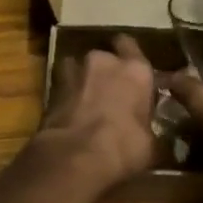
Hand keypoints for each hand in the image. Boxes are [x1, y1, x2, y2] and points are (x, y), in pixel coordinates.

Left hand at [38, 35, 156, 191]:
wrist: (77, 157)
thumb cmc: (126, 146)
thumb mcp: (151, 144)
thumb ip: (149, 127)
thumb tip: (148, 134)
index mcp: (136, 70)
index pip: (131, 46)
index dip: (130, 56)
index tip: (132, 71)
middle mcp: (104, 62)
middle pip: (104, 56)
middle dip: (105, 70)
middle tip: (110, 90)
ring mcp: (74, 72)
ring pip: (78, 67)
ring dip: (83, 80)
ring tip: (87, 100)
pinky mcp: (51, 89)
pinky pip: (62, 86)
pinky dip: (66, 96)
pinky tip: (71, 113)